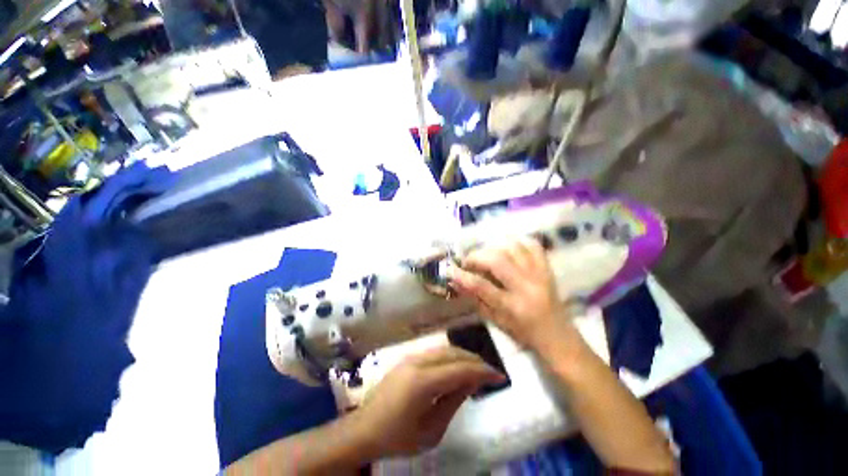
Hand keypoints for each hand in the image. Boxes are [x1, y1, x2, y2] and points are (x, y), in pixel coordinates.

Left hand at [353, 346, 504, 457]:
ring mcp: (410, 357)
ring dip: (463, 356)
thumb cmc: (397, 438)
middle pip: (453, 353)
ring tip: (476, 369)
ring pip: (444, 349)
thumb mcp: (431, 430)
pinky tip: (456, 366)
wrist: (364, 429)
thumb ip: (453, 401)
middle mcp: (417, 362)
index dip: (482, 371)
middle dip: (474, 360)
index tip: (499, 376)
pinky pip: (434, 351)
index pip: (460, 369)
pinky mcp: (407, 358)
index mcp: (422, 382)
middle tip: (490, 372)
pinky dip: (450, 356)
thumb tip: (472, 381)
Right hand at [448, 238, 569, 350]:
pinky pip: (533, 245)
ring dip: (493, 247)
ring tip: (485, 254)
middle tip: (468, 261)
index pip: (482, 286)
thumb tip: (457, 281)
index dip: (462, 276)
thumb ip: (476, 299)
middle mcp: (527, 287)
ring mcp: (540, 275)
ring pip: (513, 248)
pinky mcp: (547, 268)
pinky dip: (517, 241)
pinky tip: (506, 246)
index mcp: (513, 306)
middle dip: (477, 257)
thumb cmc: (523, 332)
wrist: (558, 335)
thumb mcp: (496, 321)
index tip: (450, 270)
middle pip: (498, 260)